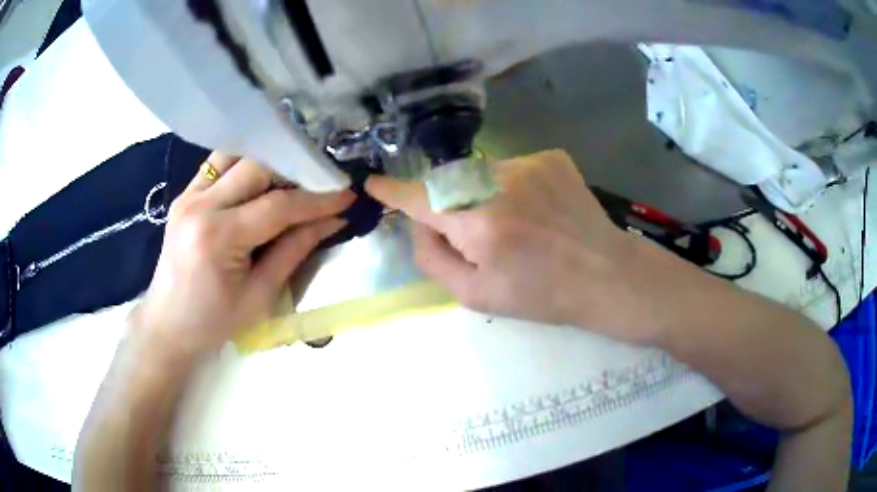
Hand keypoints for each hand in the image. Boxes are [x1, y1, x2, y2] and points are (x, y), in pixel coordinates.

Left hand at [130, 152, 353, 360]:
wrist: (167, 325)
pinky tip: (258, 181)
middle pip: (257, 167)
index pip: (278, 205)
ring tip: (291, 179)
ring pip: (236, 156)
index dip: (317, 199)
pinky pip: (218, 165)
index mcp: (218, 237)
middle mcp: (200, 206)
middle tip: (320, 185)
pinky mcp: (184, 195)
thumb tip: (332, 220)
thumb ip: (295, 251)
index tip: (346, 195)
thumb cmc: (214, 322)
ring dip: (268, 162)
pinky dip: (243, 166)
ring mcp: (188, 196)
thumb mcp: (260, 295)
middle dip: (294, 172)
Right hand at [367, 150, 656, 343]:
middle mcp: (499, 182)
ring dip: (483, 195)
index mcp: (478, 223)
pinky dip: (511, 187)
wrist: (605, 275)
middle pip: (449, 183)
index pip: (420, 198)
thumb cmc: (542, 295)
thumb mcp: (477, 295)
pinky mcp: (551, 157)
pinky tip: (537, 210)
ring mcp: (529, 163)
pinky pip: (511, 168)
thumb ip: (433, 259)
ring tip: (517, 225)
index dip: (393, 191)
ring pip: (480, 174)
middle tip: (479, 236)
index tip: (374, 183)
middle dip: (449, 206)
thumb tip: (419, 225)